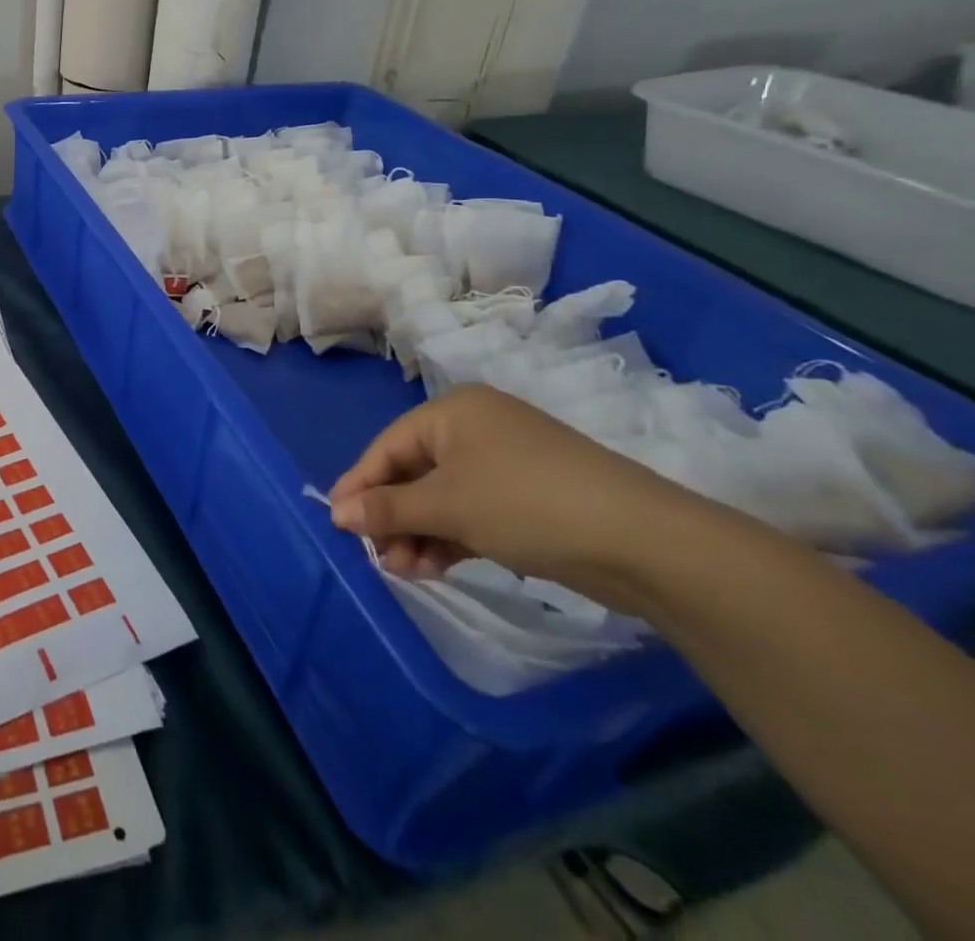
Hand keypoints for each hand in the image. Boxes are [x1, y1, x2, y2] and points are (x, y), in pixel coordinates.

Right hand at [328, 383, 703, 611]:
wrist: (647, 543)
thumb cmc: (526, 504)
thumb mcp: (448, 506)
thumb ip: (388, 509)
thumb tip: (336, 514)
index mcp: (452, 412)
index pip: (388, 447)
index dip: (360, 485)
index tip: (338, 523)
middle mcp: (475, 429)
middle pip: (414, 472)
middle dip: (393, 516)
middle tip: (379, 558)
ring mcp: (505, 463)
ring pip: (442, 496)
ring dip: (419, 532)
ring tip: (406, 572)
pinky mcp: (529, 497)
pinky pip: (472, 511)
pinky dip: (451, 536)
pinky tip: (435, 566)